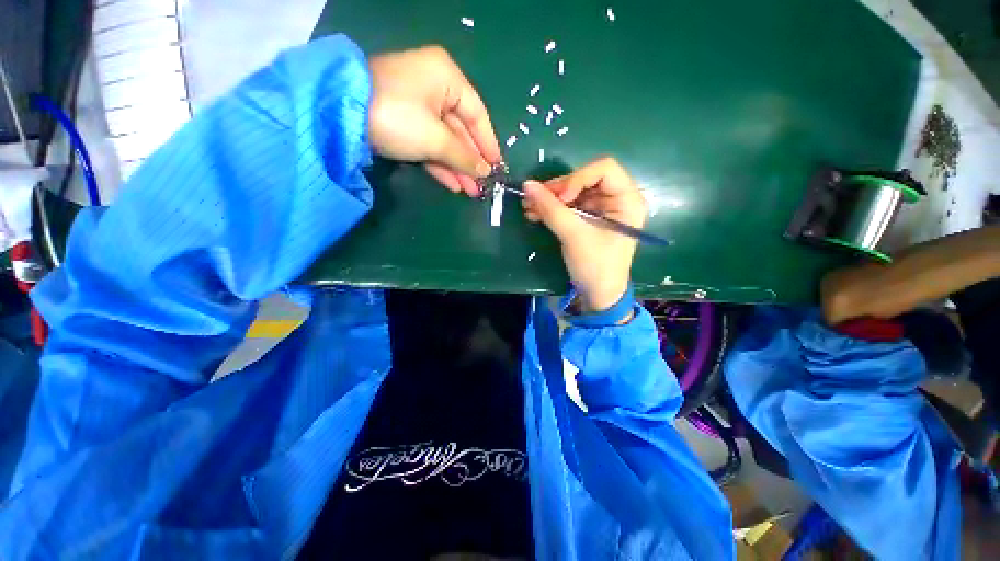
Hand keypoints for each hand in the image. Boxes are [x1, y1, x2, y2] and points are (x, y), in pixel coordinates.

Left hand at [368, 46, 500, 195]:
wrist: (340, 115)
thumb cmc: (398, 117)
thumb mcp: (436, 138)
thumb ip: (464, 157)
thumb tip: (484, 172)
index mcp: (447, 78)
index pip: (478, 114)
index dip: (488, 144)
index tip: (497, 167)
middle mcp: (435, 87)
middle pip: (462, 131)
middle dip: (471, 162)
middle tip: (483, 186)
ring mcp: (417, 106)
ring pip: (445, 141)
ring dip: (458, 168)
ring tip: (471, 192)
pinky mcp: (403, 123)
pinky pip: (429, 145)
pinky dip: (440, 164)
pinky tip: (453, 184)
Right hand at [522, 158, 646, 312]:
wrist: (597, 295)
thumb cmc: (595, 266)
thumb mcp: (574, 236)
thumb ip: (551, 209)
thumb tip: (527, 185)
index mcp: (627, 200)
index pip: (603, 169)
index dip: (578, 178)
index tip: (559, 198)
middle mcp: (617, 199)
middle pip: (585, 179)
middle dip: (558, 189)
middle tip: (534, 198)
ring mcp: (602, 210)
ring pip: (574, 192)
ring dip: (550, 199)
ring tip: (528, 207)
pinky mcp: (589, 220)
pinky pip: (569, 206)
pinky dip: (552, 208)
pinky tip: (535, 213)